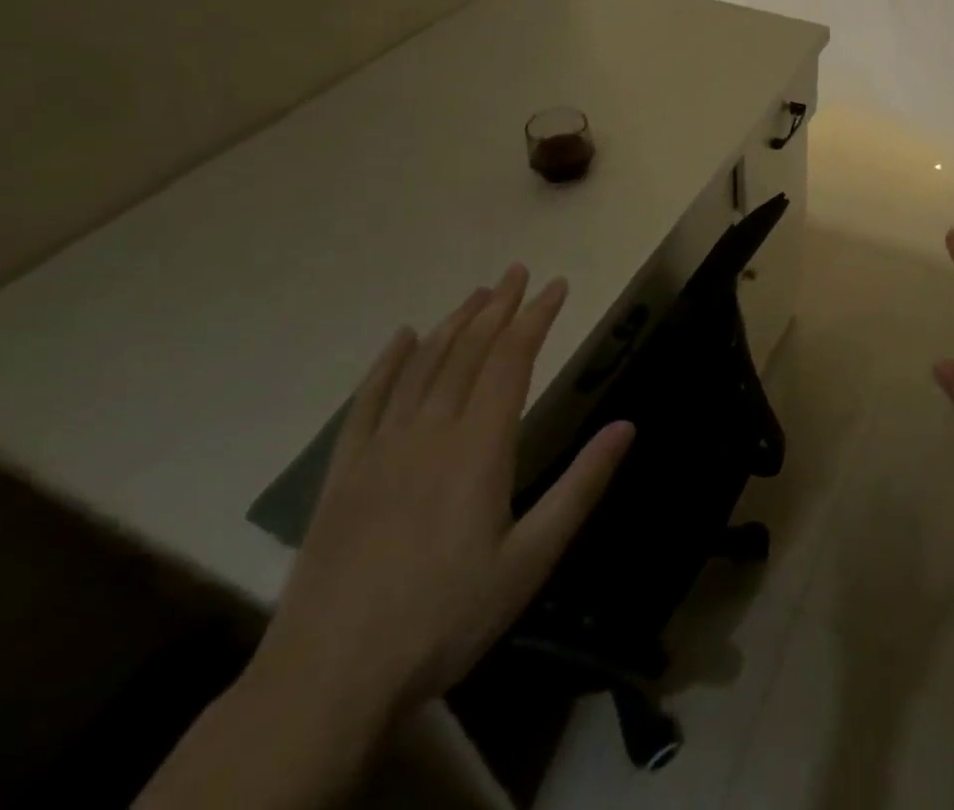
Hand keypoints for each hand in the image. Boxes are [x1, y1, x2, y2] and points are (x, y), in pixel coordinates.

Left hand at [252, 266, 635, 727]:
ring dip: (453, 324)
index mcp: (478, 448)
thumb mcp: (531, 560)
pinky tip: (401, 338)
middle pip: (468, 351)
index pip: (512, 360)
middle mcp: (430, 432)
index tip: (557, 285)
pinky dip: (386, 364)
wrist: (327, 681)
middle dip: (498, 307)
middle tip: (518, 272)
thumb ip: (580, 487)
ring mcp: (380, 450)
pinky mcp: (343, 474)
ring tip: (477, 294)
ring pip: (422, 366)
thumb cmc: (445, 618)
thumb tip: (626, 426)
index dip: (536, 318)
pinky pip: (367, 402)